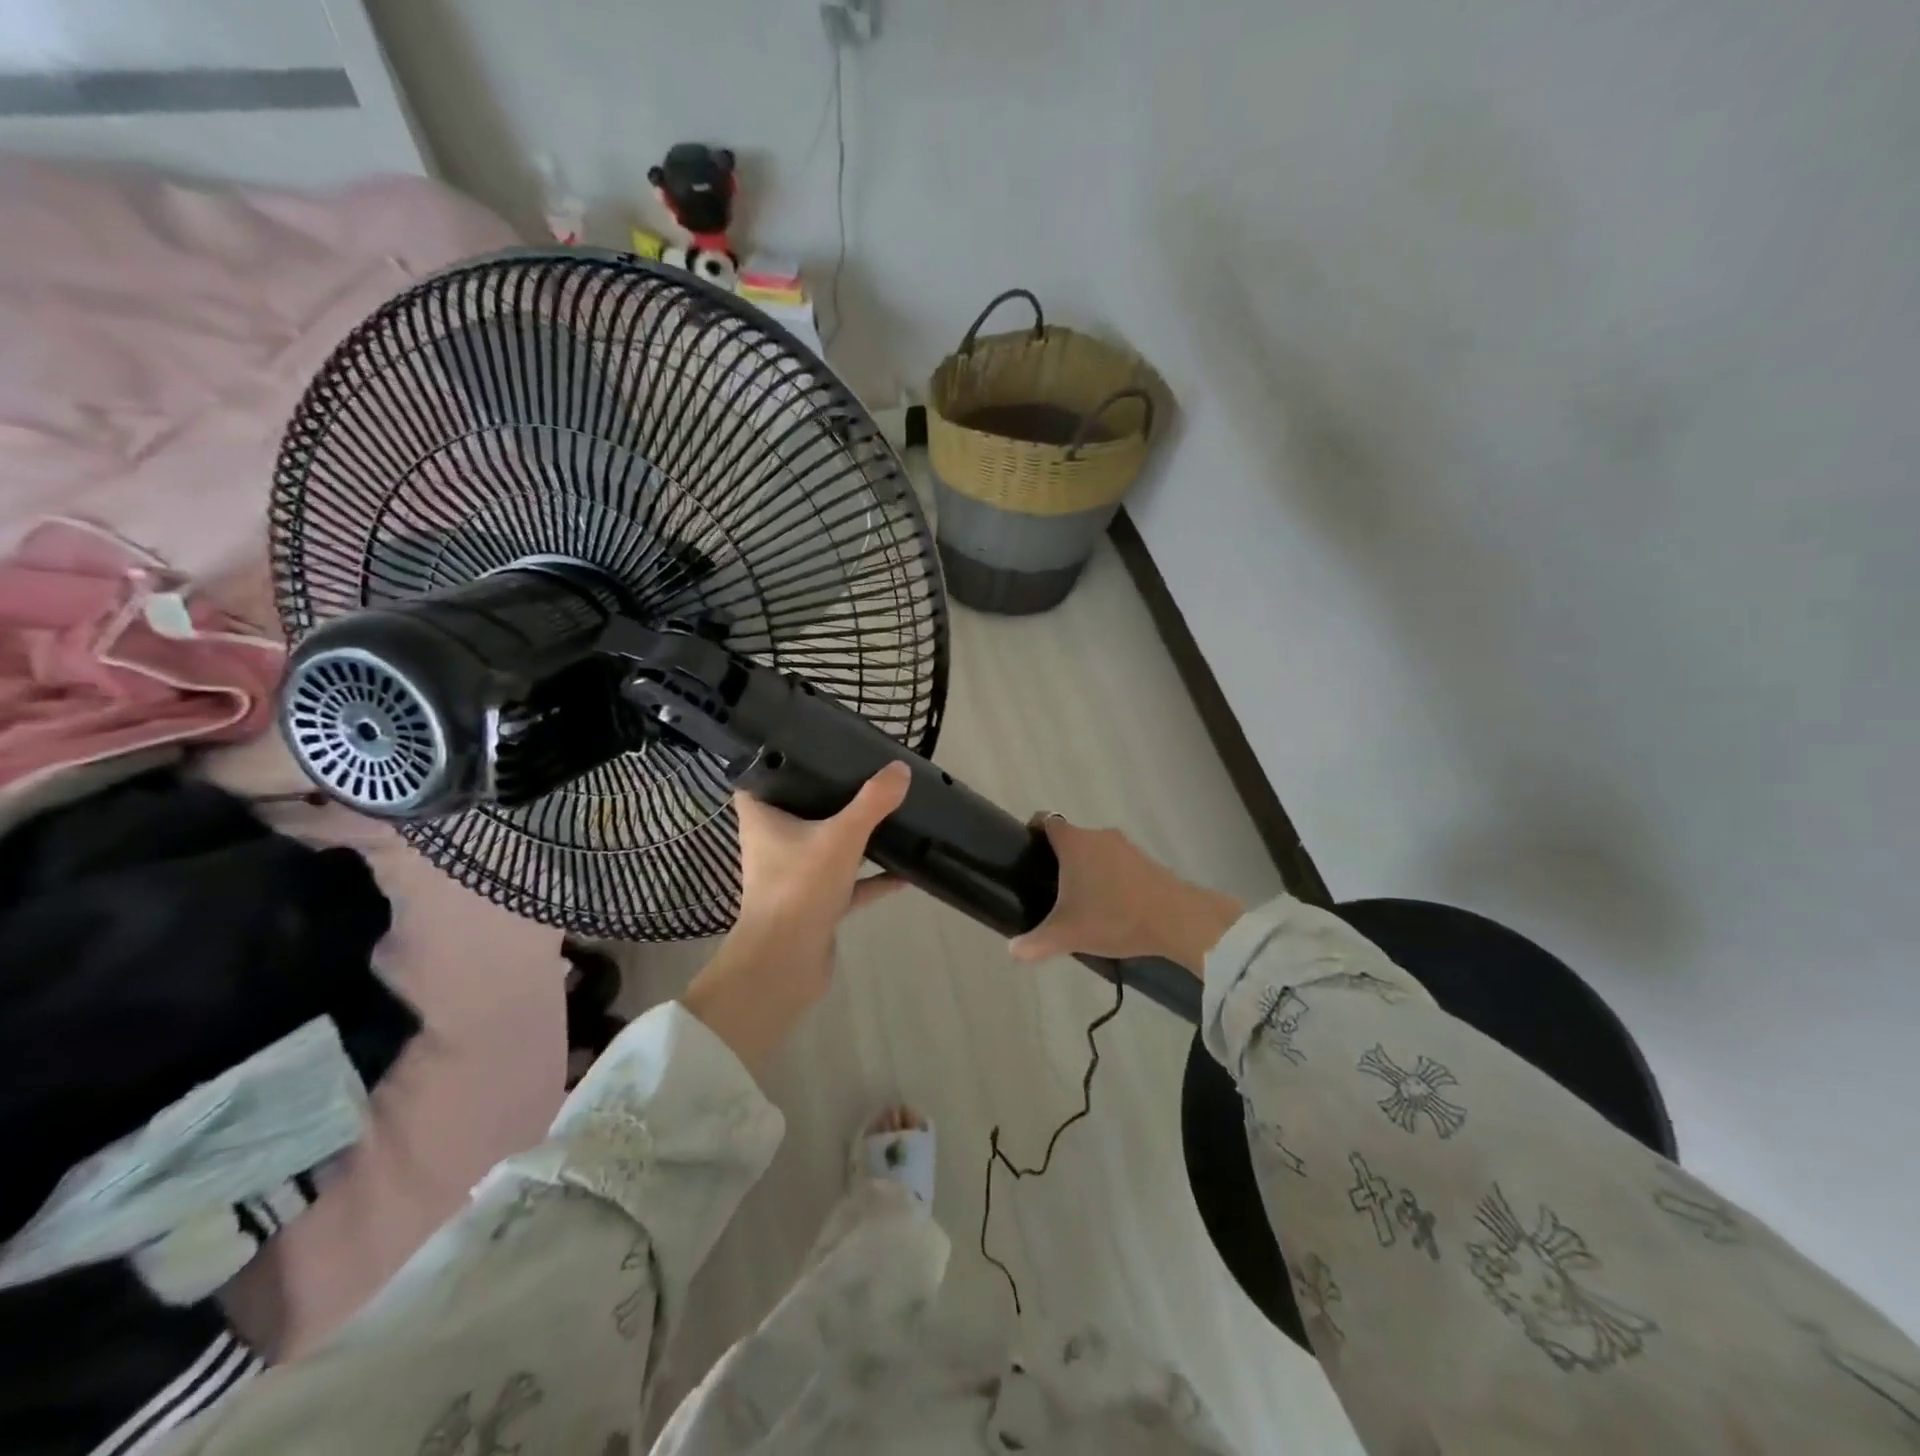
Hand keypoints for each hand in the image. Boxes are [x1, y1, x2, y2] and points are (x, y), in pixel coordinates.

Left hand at [682, 762, 911, 1067]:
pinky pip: (849, 884)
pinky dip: (873, 878)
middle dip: (826, 794)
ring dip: (853, 836)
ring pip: (826, 847)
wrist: (786, 964)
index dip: (778, 761)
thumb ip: (872, 802)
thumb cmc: (799, 888)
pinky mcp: (816, 904)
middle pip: (798, 810)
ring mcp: (795, 876)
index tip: (809, 745)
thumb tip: (900, 769)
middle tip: (859, 772)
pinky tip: (905, 872)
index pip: (760, 779)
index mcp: (763, 820)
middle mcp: (773, 844)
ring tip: (886, 813)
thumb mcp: (841, 836)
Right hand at [1008, 816, 1242, 976]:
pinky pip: (1118, 863)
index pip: (1046, 820)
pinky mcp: (1147, 860)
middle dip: (1060, 860)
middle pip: (1071, 838)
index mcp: (1074, 842)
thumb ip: (1035, 942)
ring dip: (1088, 869)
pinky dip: (1111, 878)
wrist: (1176, 919)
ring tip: (1082, 902)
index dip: (1033, 831)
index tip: (1028, 852)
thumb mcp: (1068, 935)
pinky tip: (1112, 907)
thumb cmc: (1114, 917)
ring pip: (1096, 851)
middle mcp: (1098, 836)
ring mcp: (1126, 846)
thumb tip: (1012, 951)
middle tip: (1051, 889)